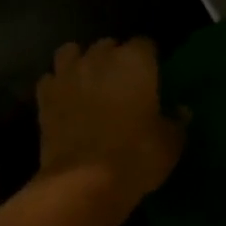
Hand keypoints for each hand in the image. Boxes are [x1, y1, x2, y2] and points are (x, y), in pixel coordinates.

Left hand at [35, 38, 183, 208]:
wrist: (84, 180)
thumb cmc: (136, 157)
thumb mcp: (170, 144)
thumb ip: (176, 122)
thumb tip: (181, 110)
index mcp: (135, 61)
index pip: (145, 44)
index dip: (149, 59)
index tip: (153, 76)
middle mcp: (99, 58)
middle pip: (107, 45)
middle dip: (114, 58)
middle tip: (122, 83)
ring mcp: (67, 74)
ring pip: (71, 52)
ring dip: (80, 62)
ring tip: (88, 82)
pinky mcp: (44, 96)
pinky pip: (50, 79)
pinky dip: (57, 86)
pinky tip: (65, 101)